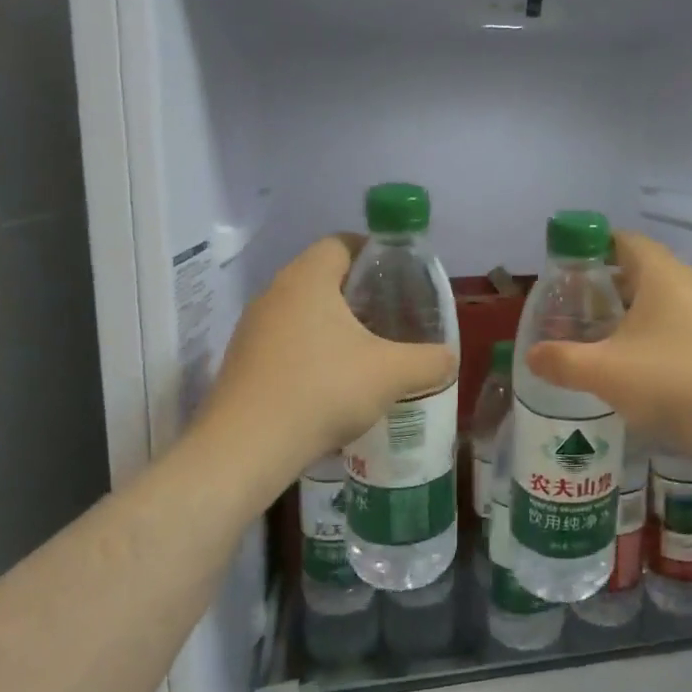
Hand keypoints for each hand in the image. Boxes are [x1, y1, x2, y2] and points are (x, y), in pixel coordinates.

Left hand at [195, 236, 456, 484]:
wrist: (246, 448)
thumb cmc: (322, 391)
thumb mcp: (391, 374)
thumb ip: (430, 361)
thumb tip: (449, 359)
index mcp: (307, 279)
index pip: (341, 242)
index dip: (374, 251)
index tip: (400, 275)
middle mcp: (274, 294)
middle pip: (322, 277)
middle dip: (359, 292)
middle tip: (393, 315)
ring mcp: (253, 329)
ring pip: (303, 312)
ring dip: (335, 325)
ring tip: (368, 352)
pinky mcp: (243, 362)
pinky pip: (286, 343)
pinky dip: (313, 352)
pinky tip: (334, 384)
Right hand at [525, 231, 691, 459]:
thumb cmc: (670, 378)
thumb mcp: (603, 370)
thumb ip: (561, 360)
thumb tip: (532, 356)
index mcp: (659, 272)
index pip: (621, 240)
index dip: (588, 248)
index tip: (560, 270)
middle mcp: (683, 284)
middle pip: (635, 270)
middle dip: (599, 285)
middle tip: (566, 307)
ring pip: (652, 301)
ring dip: (620, 314)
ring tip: (587, 336)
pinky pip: (667, 326)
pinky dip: (641, 335)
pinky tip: (622, 364)